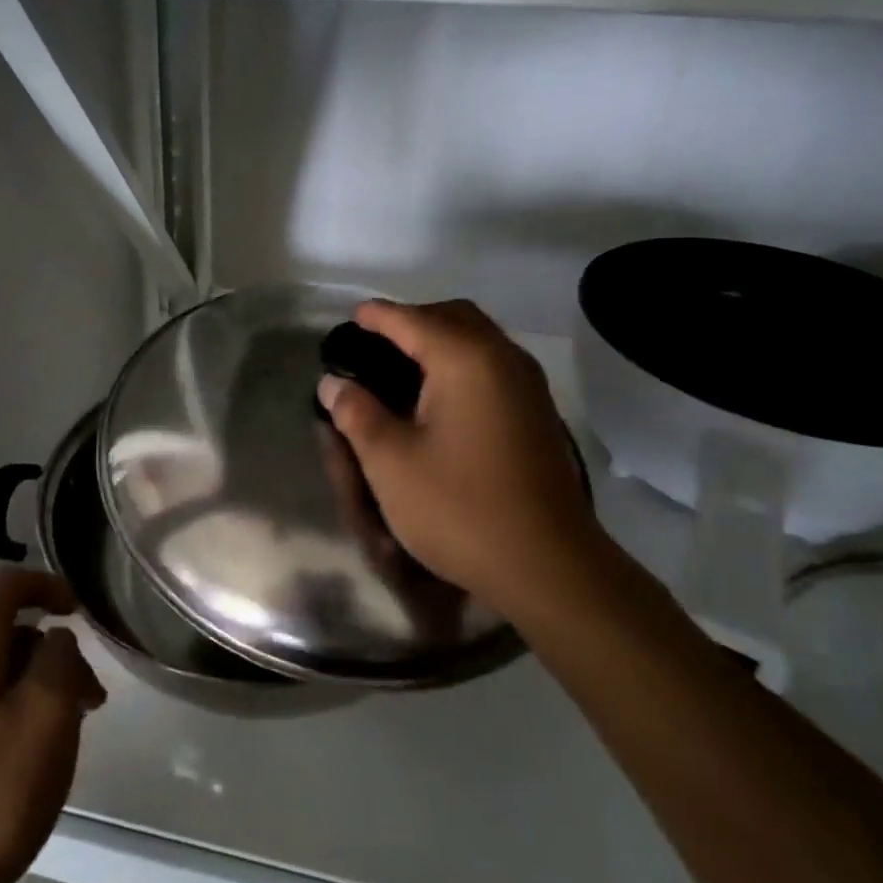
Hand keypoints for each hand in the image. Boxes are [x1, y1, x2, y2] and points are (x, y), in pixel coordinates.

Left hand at [0, 570, 105, 882]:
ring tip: (67, 733)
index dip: (46, 585)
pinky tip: (29, 758)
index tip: (79, 609)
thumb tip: (55, 639)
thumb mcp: (46, 717)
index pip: (5, 587)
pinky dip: (10, 711)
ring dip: (34, 686)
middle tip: (89, 697)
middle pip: (1, 633)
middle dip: (50, 652)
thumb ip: (59, 660)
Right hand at [317, 299, 603, 624]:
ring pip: (478, 337)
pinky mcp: (538, 411)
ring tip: (403, 365)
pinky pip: (493, 363)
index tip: (350, 318)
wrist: (549, 566)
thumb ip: (357, 414)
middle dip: (412, 320)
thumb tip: (333, 383)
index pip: (411, 320)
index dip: (377, 316)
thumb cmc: (460, 509)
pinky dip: (462, 361)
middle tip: (376, 343)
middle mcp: (502, 358)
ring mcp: (527, 384)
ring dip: (440, 339)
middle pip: (452, 316)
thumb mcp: (390, 463)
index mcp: (465, 360)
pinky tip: (440, 395)